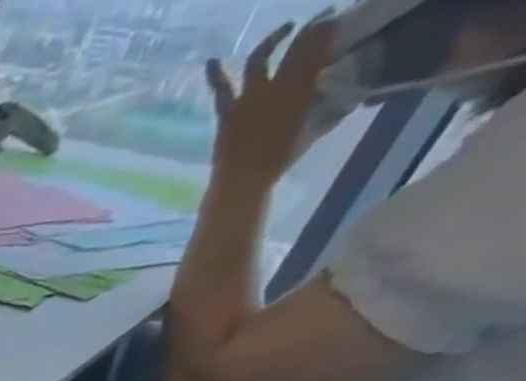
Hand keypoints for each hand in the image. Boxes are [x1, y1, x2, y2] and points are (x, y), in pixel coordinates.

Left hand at [206, 19, 333, 190]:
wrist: (242, 182)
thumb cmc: (280, 158)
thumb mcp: (314, 127)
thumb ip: (330, 107)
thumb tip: (349, 95)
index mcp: (303, 85)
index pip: (319, 43)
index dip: (327, 28)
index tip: (335, 21)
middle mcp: (276, 84)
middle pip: (295, 47)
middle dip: (312, 29)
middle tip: (322, 20)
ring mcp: (247, 98)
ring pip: (259, 59)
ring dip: (273, 39)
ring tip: (285, 29)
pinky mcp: (227, 113)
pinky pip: (221, 90)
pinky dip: (215, 74)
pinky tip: (211, 61)